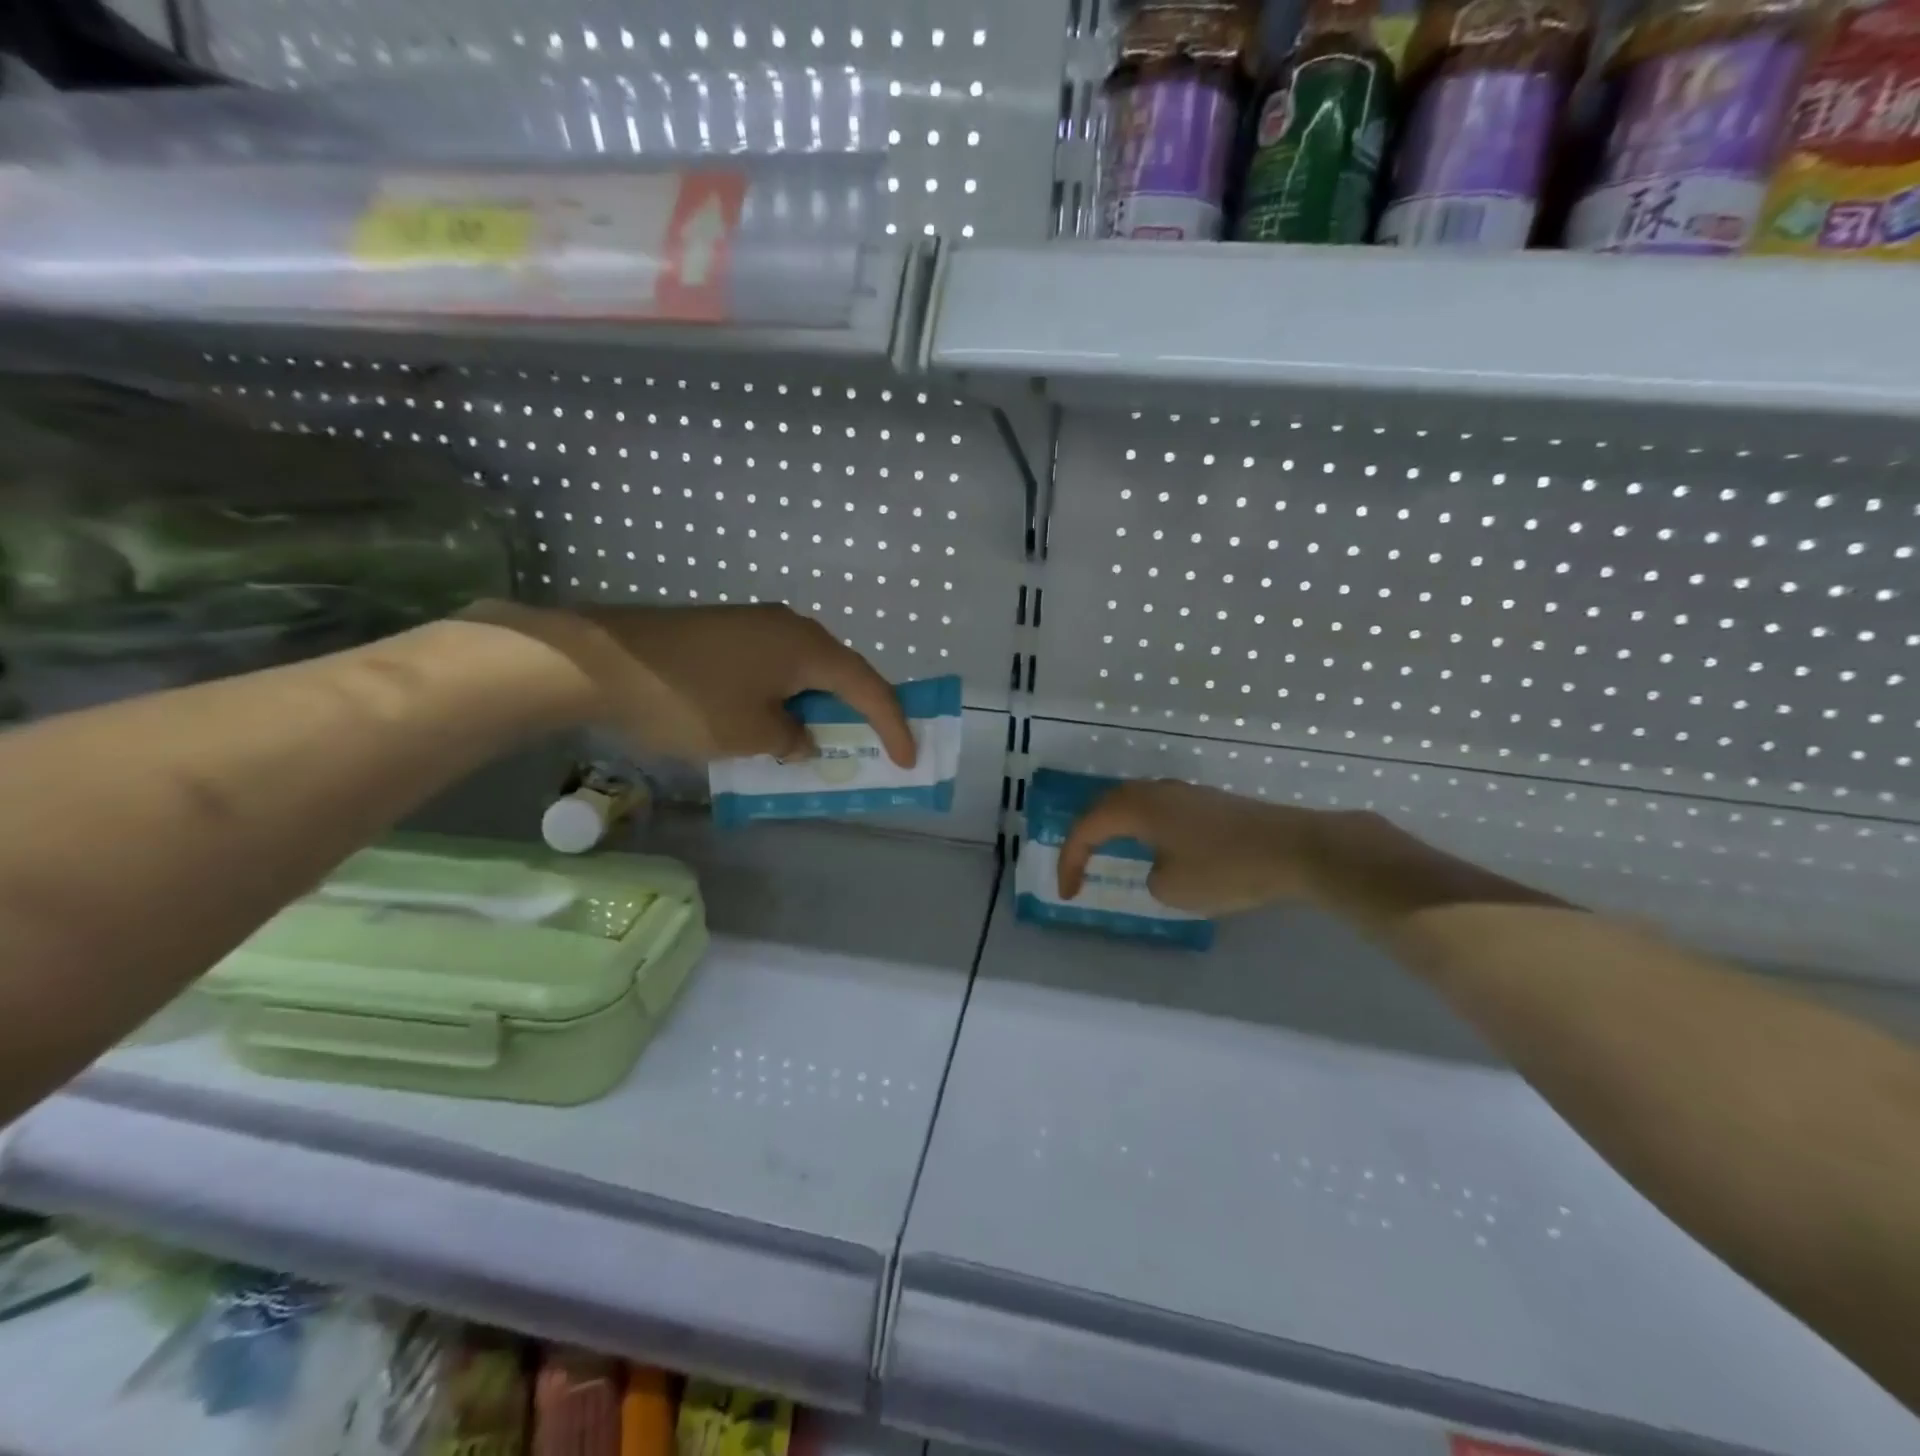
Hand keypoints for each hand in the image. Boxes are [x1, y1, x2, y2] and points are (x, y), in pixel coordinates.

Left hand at [471, 601, 917, 765]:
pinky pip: (773, 668)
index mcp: (808, 648)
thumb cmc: (688, 700)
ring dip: (817, 706)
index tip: (908, 760)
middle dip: (857, 713)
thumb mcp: (751, 735)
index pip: (868, 687)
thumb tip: (800, 738)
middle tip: (871, 746)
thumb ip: (792, 741)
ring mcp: (753, 625)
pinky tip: (771, 722)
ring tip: (820, 741)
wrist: (599, 662)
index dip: (893, 726)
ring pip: (804, 671)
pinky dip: (784, 698)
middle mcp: (789, 627)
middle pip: (840, 673)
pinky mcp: (724, 632)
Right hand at [1057, 779, 1327, 915]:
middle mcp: (1156, 790)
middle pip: (1106, 807)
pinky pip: (1160, 811)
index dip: (1070, 861)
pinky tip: (1156, 850)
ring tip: (1109, 856)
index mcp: (1137, 806)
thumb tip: (1160, 866)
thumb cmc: (1226, 868)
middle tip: (1078, 868)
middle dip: (1087, 838)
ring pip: (1135, 805)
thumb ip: (1150, 877)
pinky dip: (1144, 830)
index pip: (1086, 827)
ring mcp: (1186, 793)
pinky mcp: (1209, 802)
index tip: (1069, 894)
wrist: (1296, 849)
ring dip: (1116, 830)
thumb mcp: (1172, 888)